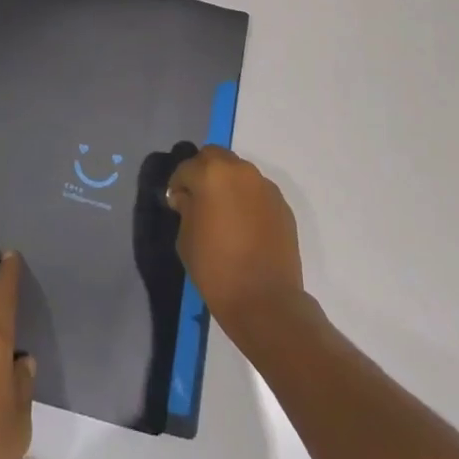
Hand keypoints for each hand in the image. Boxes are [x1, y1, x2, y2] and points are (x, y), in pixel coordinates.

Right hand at [165, 147, 306, 340]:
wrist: (265, 301)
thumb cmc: (216, 268)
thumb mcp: (186, 238)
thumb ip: (186, 207)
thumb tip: (187, 197)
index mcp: (211, 174)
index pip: (186, 168)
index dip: (178, 184)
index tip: (176, 204)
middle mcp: (240, 171)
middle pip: (215, 157)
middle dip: (203, 172)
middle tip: (198, 199)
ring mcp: (265, 186)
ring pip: (239, 172)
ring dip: (227, 183)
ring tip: (223, 213)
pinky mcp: (282, 205)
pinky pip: (257, 192)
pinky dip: (247, 199)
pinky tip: (244, 225)